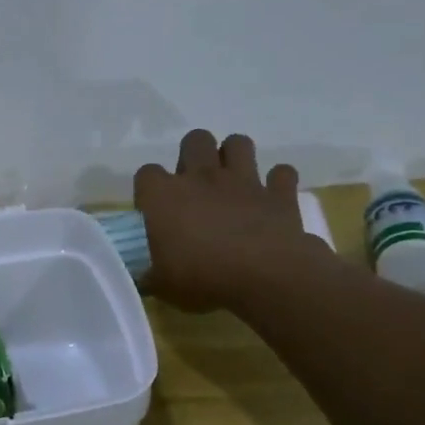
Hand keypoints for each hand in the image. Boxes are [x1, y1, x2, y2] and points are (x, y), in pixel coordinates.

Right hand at [134, 130, 326, 312]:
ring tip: (231, 181)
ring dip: (234, 156)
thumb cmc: (202, 278)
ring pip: (238, 143)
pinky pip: (282, 174)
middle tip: (194, 186)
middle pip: (194, 140)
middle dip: (193, 155)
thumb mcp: (161, 285)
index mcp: (164, 196)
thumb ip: (148, 274)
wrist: (266, 277)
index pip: (146, 173)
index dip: (149, 189)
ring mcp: (243, 181)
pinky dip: (277, 182)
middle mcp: (202, 177)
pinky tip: (271, 198)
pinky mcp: (278, 193)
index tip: (154, 211)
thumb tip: (142, 277)